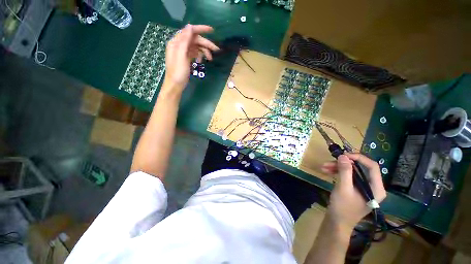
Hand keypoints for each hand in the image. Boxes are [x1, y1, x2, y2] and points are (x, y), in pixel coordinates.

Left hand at [162, 24, 219, 93]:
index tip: (212, 30)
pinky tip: (201, 61)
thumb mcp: (181, 56)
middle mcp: (180, 45)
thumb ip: (185, 41)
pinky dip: (199, 56)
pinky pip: (195, 53)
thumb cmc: (178, 72)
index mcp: (176, 42)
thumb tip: (190, 26)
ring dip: (204, 51)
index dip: (200, 29)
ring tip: (210, 59)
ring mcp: (183, 52)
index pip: (190, 31)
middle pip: (195, 40)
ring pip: (196, 47)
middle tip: (216, 50)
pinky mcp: (186, 58)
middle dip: (205, 44)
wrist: (175, 85)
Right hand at [321, 153, 386, 229]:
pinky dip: (337, 172)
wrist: (337, 222)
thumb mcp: (343, 188)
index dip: (358, 158)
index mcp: (376, 188)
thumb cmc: (343, 208)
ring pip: (352, 171)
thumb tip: (343, 155)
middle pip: (360, 168)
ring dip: (337, 167)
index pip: (372, 167)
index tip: (343, 155)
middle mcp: (372, 186)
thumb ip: (345, 171)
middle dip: (343, 164)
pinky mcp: (355, 188)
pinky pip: (347, 176)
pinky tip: (326, 171)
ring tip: (323, 167)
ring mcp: (363, 187)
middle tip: (329, 161)